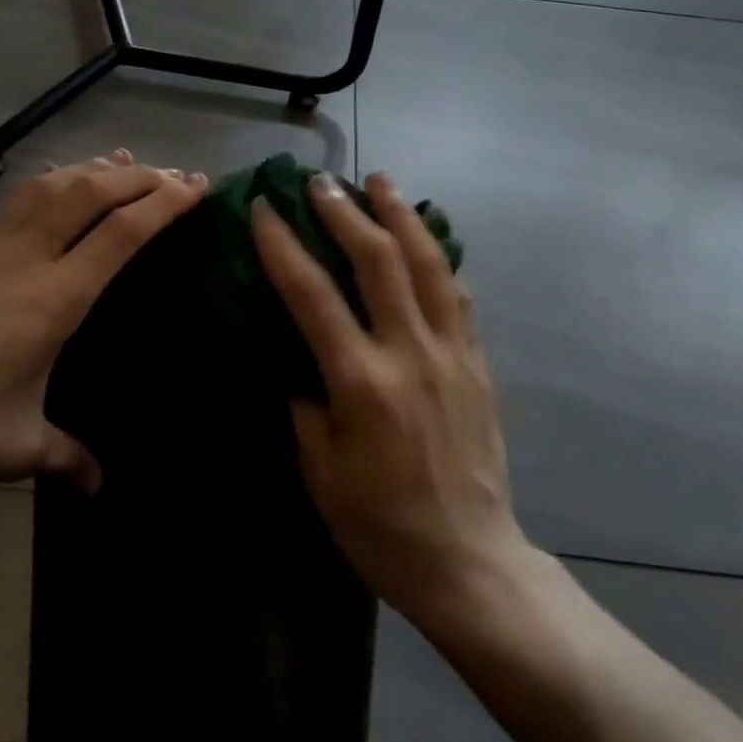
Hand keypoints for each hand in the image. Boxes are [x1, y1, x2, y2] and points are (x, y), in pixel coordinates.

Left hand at [0, 151, 206, 492]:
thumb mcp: (18, 446)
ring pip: (47, 185)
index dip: (164, 204)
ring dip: (91, 169)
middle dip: (138, 177)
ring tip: (120, 162)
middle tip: (172, 174)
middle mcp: (23, 257)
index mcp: (53, 298)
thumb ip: (66, 456)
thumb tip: (97, 485)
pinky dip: (48, 185)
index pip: (122, 233)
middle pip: (90, 192)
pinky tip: (51, 191)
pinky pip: (12, 202)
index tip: (195, 188)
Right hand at [252, 172, 526, 623]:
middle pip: (379, 260)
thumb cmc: (380, 525)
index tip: (265, 209)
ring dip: (401, 215)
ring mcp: (452, 353)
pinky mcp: (478, 362)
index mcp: (362, 383)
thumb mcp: (320, 472)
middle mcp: (411, 353)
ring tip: (381, 180)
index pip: (313, 295)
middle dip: (346, 212)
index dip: (284, 246)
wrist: (470, 561)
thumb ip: (305, 404)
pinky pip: (458, 294)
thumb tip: (295, 358)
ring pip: (429, 264)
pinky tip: (425, 236)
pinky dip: (438, 255)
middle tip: (321, 181)